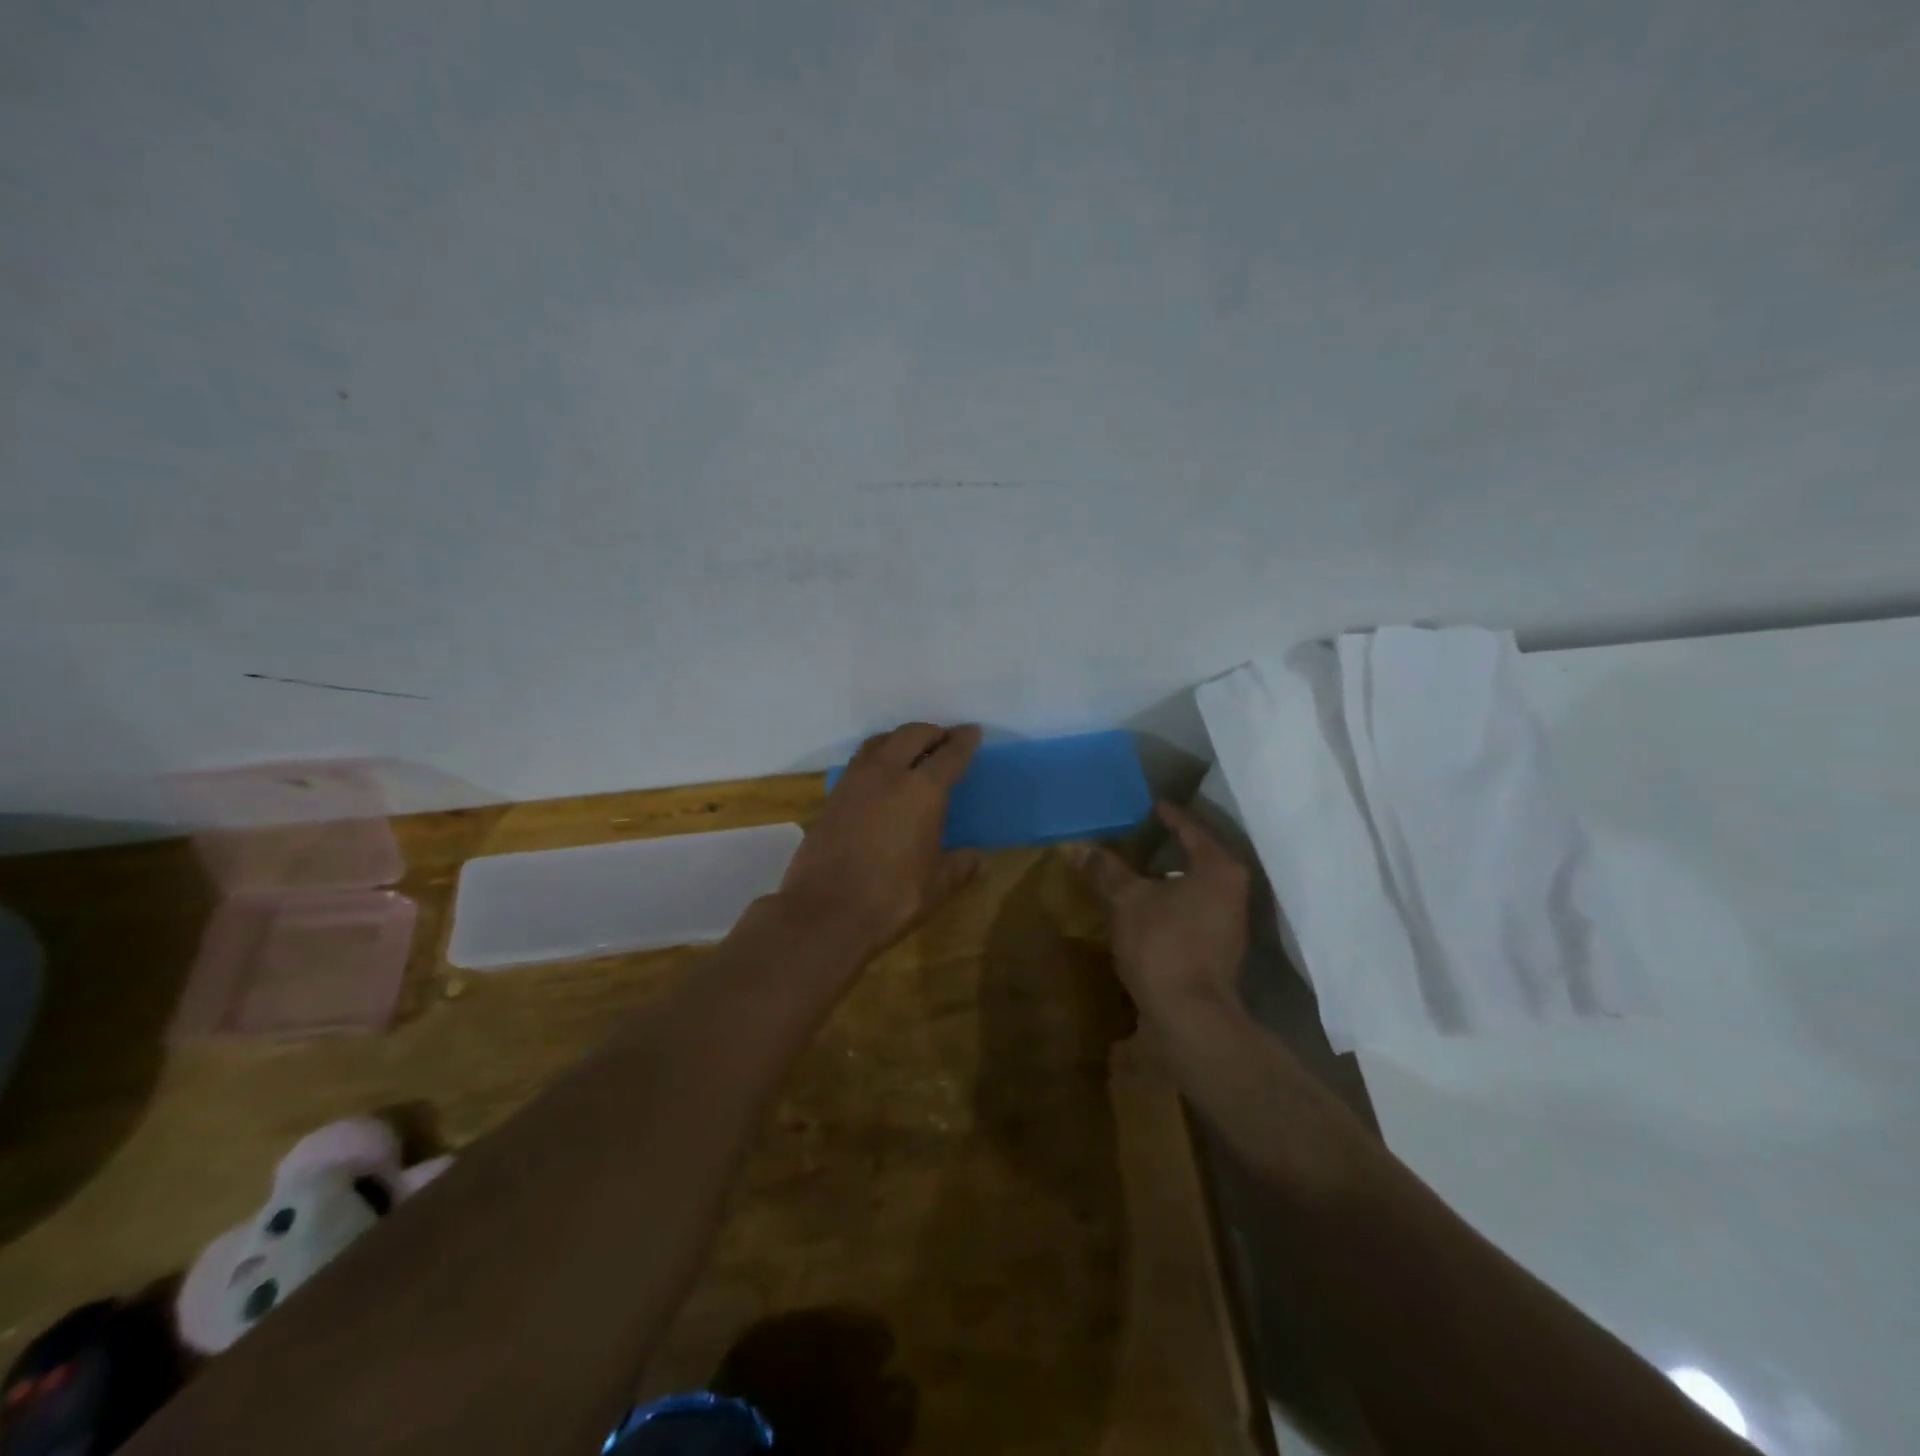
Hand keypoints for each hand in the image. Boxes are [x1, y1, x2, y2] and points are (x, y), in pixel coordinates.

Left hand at [778, 723, 985, 964]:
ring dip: (900, 739)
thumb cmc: (891, 898)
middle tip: (944, 741)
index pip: (950, 754)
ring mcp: (855, 782)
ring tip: (911, 751)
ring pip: (880, 742)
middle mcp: (888, 774)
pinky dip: (877, 758)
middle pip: (912, 735)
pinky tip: (880, 778)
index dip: (964, 741)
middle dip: (932, 733)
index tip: (972, 732)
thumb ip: (960, 866)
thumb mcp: (936, 886)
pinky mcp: (832, 797)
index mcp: (922, 791)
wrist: (824, 913)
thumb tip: (978, 858)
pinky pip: (859, 762)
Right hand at [1071, 802, 1250, 1023]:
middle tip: (1142, 833)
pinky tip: (1148, 906)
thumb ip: (1107, 870)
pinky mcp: (1221, 947)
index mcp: (1218, 868)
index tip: (1152, 805)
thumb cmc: (1163, 943)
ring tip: (1139, 868)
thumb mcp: (1127, 900)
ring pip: (1197, 886)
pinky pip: (1194, 909)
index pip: (1191, 829)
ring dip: (1170, 877)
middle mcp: (1233, 890)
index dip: (1169, 816)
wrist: (1190, 1014)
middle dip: (1171, 846)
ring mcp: (1230, 921)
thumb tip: (1080, 847)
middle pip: (1199, 856)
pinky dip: (1173, 901)